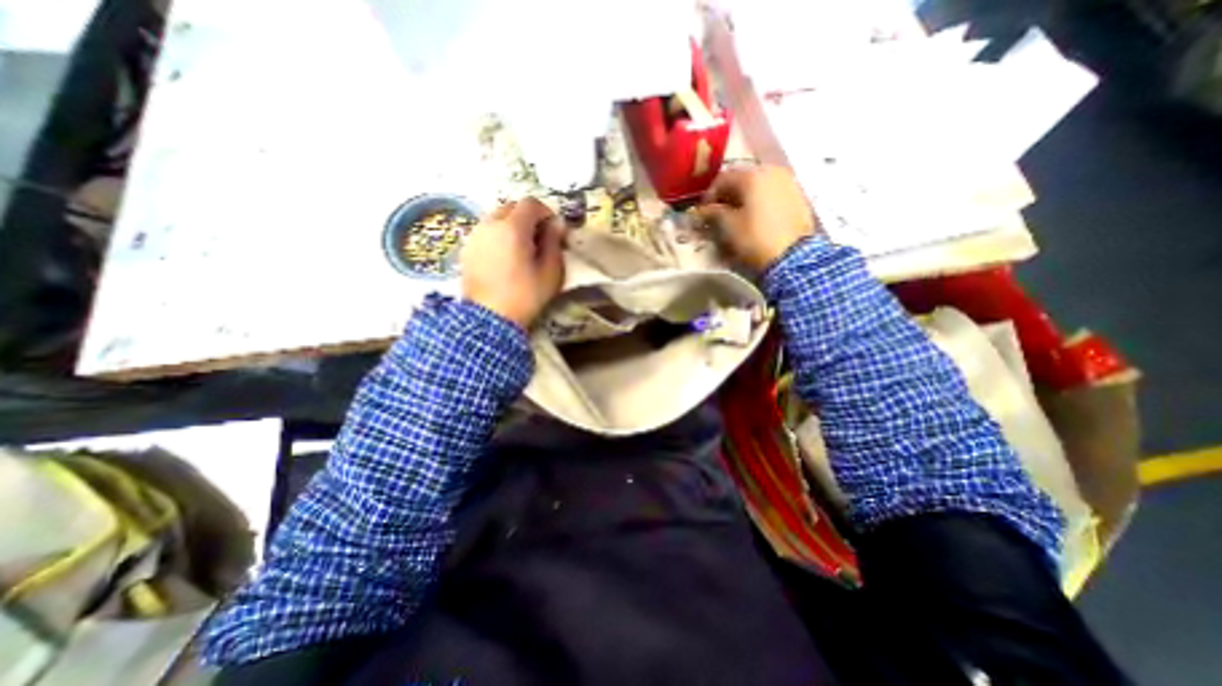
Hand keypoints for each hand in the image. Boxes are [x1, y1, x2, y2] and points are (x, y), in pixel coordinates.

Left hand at [463, 198, 568, 328]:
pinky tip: (506, 257)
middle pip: (512, 207)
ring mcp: (475, 236)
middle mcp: (490, 224)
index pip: (531, 204)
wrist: (489, 319)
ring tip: (523, 249)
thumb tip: (556, 224)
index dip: (546, 213)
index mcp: (512, 228)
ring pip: (497, 218)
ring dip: (513, 226)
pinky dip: (499, 236)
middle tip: (540, 239)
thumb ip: (554, 242)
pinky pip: (486, 232)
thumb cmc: (525, 296)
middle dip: (529, 218)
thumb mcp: (551, 271)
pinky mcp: (467, 249)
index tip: (555, 231)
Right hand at [696, 163, 820, 270]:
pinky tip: (756, 217)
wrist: (793, 257)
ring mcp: (788, 182)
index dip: (709, 195)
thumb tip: (703, 210)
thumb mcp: (729, 227)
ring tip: (737, 216)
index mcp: (752, 175)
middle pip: (743, 178)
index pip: (723, 178)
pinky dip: (761, 201)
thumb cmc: (755, 239)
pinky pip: (773, 193)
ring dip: (745, 197)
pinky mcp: (799, 196)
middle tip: (719, 213)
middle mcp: (772, 171)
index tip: (703, 212)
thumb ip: (714, 213)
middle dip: (728, 195)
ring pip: (759, 185)